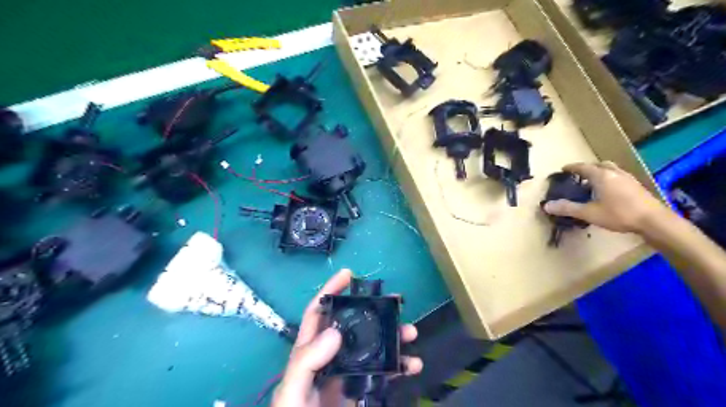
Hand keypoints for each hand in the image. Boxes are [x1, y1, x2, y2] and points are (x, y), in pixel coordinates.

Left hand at [271, 269, 420, 404]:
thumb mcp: (292, 390)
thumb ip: (306, 363)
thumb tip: (335, 332)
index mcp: (310, 351)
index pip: (319, 313)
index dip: (331, 290)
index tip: (349, 274)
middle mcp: (332, 355)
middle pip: (355, 324)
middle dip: (376, 311)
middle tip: (396, 302)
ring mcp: (349, 372)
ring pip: (374, 345)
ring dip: (394, 336)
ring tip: (411, 333)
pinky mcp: (363, 389)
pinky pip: (385, 372)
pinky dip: (400, 365)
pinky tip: (412, 364)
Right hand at [544, 161, 668, 233]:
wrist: (654, 221)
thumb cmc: (619, 214)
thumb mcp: (589, 213)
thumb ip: (568, 208)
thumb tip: (546, 206)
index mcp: (601, 176)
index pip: (583, 167)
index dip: (572, 167)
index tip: (563, 169)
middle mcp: (614, 173)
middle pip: (599, 165)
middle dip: (587, 168)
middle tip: (578, 175)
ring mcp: (628, 178)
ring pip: (611, 170)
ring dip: (600, 172)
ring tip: (593, 182)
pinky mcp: (636, 186)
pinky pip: (619, 177)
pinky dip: (610, 179)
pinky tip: (609, 191)